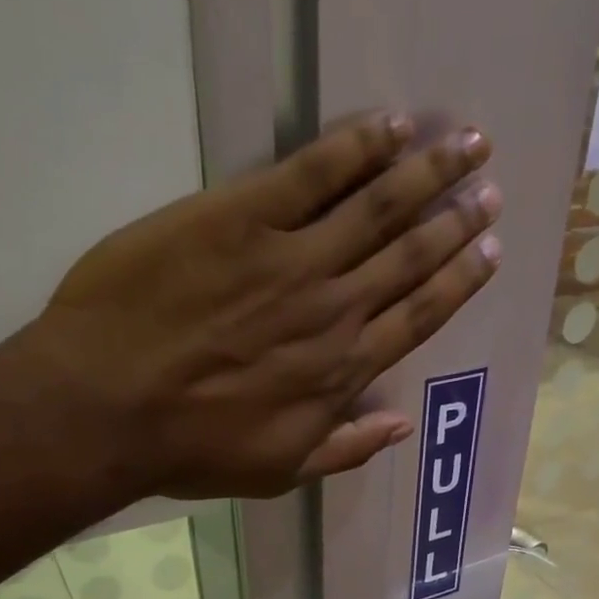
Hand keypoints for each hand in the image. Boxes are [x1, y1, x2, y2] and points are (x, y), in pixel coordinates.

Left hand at [13, 113, 500, 498]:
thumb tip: (401, 426)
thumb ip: (345, 448)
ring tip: (466, 142)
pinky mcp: (240, 217)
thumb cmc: (192, 450)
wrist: (108, 409)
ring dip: (427, 172)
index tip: (489, 251)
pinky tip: (390, 125)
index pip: (418, 316)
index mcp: (342, 372)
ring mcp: (291, 259)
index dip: (459, 281)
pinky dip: (356, 146)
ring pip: (378, 207)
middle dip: (456, 219)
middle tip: (491, 187)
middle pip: (410, 255)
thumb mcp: (279, 472)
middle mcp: (334, 310)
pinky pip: (312, 172)